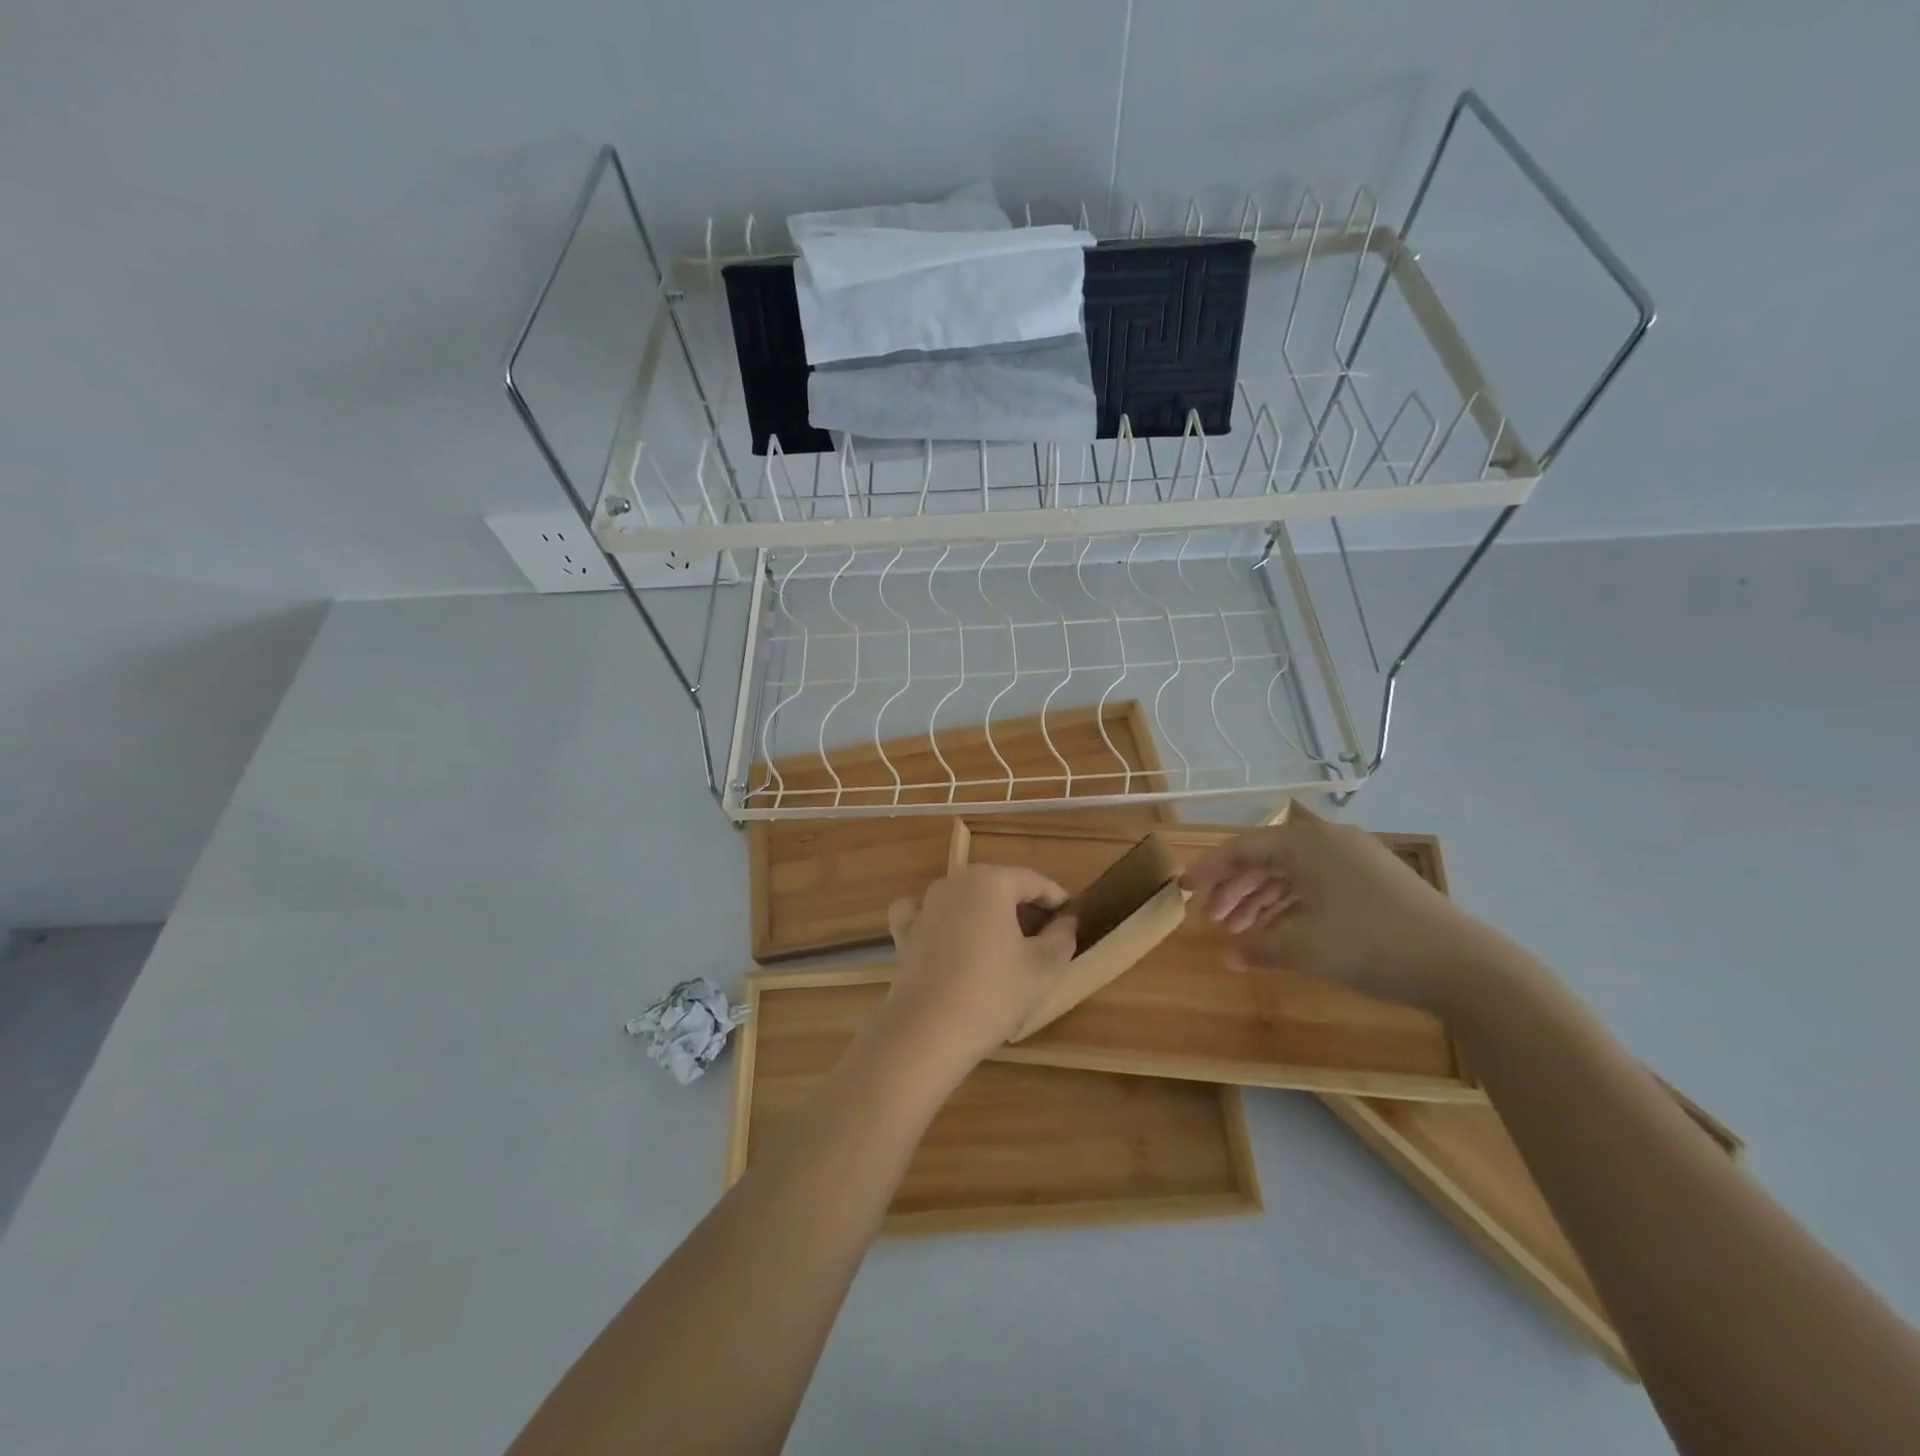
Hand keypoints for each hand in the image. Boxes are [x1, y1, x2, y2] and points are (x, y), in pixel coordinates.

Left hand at [882, 865, 1078, 1073]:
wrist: (927, 1031)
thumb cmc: (993, 993)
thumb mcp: (1043, 967)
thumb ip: (1062, 936)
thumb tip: (1067, 919)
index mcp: (990, 882)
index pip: (1033, 881)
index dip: (1056, 898)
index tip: (1071, 916)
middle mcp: (954, 883)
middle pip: (997, 885)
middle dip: (1022, 904)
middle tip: (1044, 933)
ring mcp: (925, 906)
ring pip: (964, 897)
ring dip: (985, 912)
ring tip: (1003, 942)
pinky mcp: (904, 932)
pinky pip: (927, 914)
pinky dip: (941, 920)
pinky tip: (948, 937)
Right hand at [1181, 803, 1513, 1011]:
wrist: (1463, 965)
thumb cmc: (1369, 945)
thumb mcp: (1303, 948)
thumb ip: (1258, 948)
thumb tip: (1229, 955)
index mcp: (1306, 843)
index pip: (1242, 849)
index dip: (1208, 871)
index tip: (1182, 890)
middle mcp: (1328, 842)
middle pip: (1266, 860)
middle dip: (1234, 890)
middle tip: (1212, 920)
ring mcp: (1356, 861)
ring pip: (1292, 875)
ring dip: (1261, 901)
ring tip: (1239, 932)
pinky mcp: (1376, 884)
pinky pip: (1317, 887)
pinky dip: (1292, 908)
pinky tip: (1280, 934)